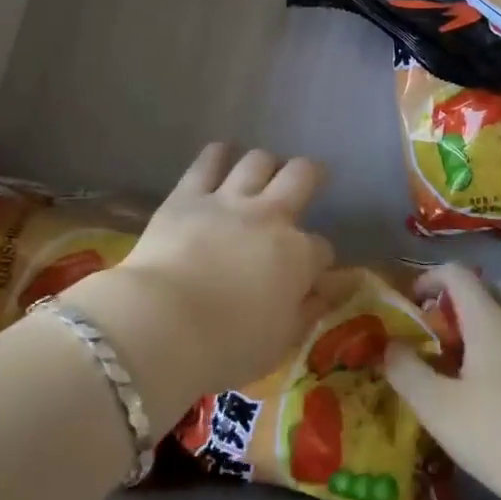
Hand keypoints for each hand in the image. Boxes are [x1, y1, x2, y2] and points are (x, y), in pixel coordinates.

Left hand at [62, 144, 337, 424]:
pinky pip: (208, 161)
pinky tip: (221, 153)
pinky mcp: (188, 194)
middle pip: (301, 176)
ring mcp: (228, 200)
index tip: (312, 273)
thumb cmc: (226, 346)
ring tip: (264, 169)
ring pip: (258, 160)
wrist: (163, 324)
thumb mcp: (281, 340)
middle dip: (310, 174)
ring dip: (266, 163)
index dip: (319, 260)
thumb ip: (311, 309)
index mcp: (297, 255)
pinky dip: (218, 154)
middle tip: (308, 178)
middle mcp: (270, 216)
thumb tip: (337, 287)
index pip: (321, 249)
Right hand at [385, 264, 500, 499]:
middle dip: (464, 301)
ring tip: (469, 369)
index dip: (430, 279)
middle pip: (493, 288)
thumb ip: (408, 373)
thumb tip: (389, 346)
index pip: (457, 274)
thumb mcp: (442, 411)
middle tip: (444, 335)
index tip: (411, 305)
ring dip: (490, 327)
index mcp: (489, 318)